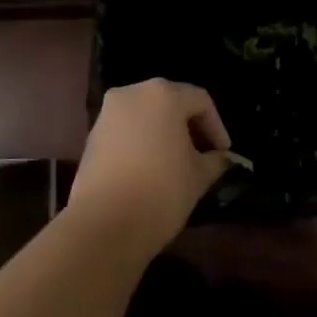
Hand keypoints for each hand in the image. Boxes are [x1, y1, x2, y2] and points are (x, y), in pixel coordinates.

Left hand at [70, 80, 231, 256]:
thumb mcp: (198, 177)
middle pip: (170, 101)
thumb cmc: (161, 191)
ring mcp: (108, 112)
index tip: (223, 153)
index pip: (200, 100)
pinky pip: (126, 128)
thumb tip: (219, 158)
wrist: (104, 223)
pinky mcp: (93, 134)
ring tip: (177, 162)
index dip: (216, 126)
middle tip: (203, 153)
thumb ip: (214, 160)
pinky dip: (142, 140)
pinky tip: (150, 166)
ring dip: (164, 131)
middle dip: (189, 125)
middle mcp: (133, 93)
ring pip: (146, 113)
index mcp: (163, 94)